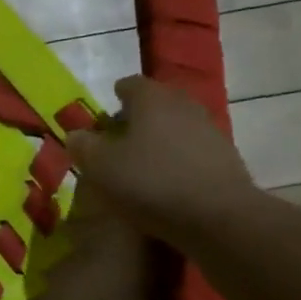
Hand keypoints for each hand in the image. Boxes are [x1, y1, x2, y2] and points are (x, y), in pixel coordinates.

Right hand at [65, 75, 263, 246]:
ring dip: (159, 138)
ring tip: (142, 162)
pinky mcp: (225, 156)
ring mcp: (208, 129)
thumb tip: (76, 134)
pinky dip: (177, 158)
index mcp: (151, 99)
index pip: (130, 84)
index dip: (115, 96)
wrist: (217, 215)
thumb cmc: (150, 183)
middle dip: (137, 116)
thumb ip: (84, 147)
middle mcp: (183, 105)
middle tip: (119, 137)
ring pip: (176, 125)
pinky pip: (192, 149)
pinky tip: (167, 180)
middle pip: (157, 102)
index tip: (106, 112)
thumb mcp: (101, 168)